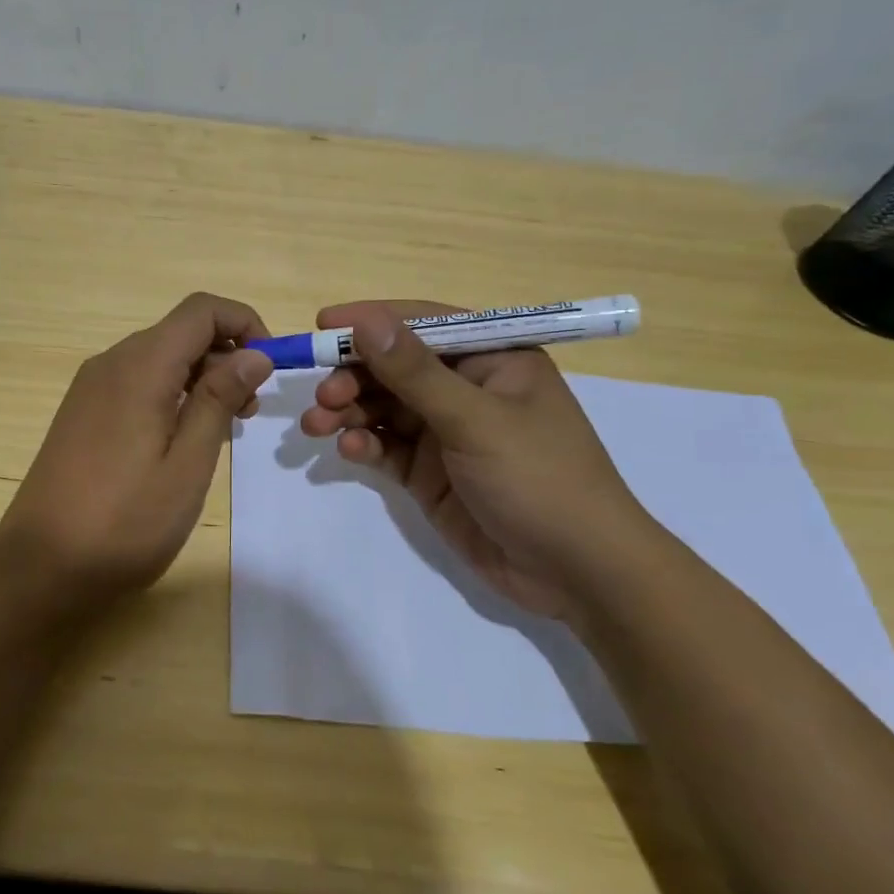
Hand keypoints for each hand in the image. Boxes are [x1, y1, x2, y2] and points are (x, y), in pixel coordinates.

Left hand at [0, 292, 274, 614]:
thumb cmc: (124, 522)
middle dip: (227, 356)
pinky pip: (137, 382)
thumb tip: (254, 354)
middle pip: (180, 332)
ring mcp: (91, 387)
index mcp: (140, 366)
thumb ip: (220, 400)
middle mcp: (111, 363)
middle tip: (250, 412)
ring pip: (160, 358)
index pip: (201, 309)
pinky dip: (172, 394)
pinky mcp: (82, 412)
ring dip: (201, 378)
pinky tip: (182, 440)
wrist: (39, 566)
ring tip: (223, 430)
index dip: (245, 323)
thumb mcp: (187, 464)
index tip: (270, 369)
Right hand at [299, 300, 656, 622]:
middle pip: (395, 367)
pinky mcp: (429, 472)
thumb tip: (366, 321)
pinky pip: (386, 446)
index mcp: (493, 359)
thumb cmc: (539, 478)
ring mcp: (446, 432)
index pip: (423, 324)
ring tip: (317, 425)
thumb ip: (416, 372)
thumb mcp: (475, 420)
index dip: (372, 321)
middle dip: (354, 377)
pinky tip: (351, 451)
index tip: (322, 323)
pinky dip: (365, 445)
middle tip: (323, 396)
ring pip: (383, 407)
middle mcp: (466, 388)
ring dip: (348, 411)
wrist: (577, 572)